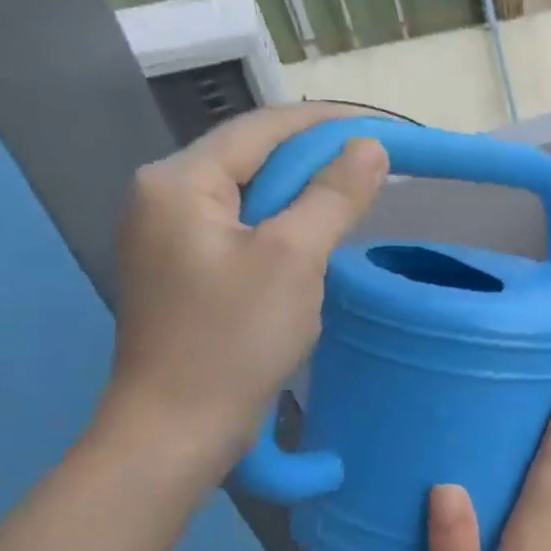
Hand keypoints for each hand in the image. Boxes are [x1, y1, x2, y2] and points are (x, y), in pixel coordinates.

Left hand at [103, 106, 386, 470]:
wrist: (178, 427)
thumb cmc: (234, 338)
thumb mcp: (294, 258)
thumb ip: (333, 196)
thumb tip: (371, 148)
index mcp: (178, 181)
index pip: (263, 129)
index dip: (328, 122)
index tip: (385, 128)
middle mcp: (164, 197)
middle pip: (254, 158)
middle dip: (318, 158)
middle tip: (379, 166)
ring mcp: (171, 238)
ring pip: (252, 197)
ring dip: (305, 194)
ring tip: (358, 198)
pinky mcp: (187, 273)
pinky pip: (246, 231)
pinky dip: (287, 227)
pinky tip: (318, 242)